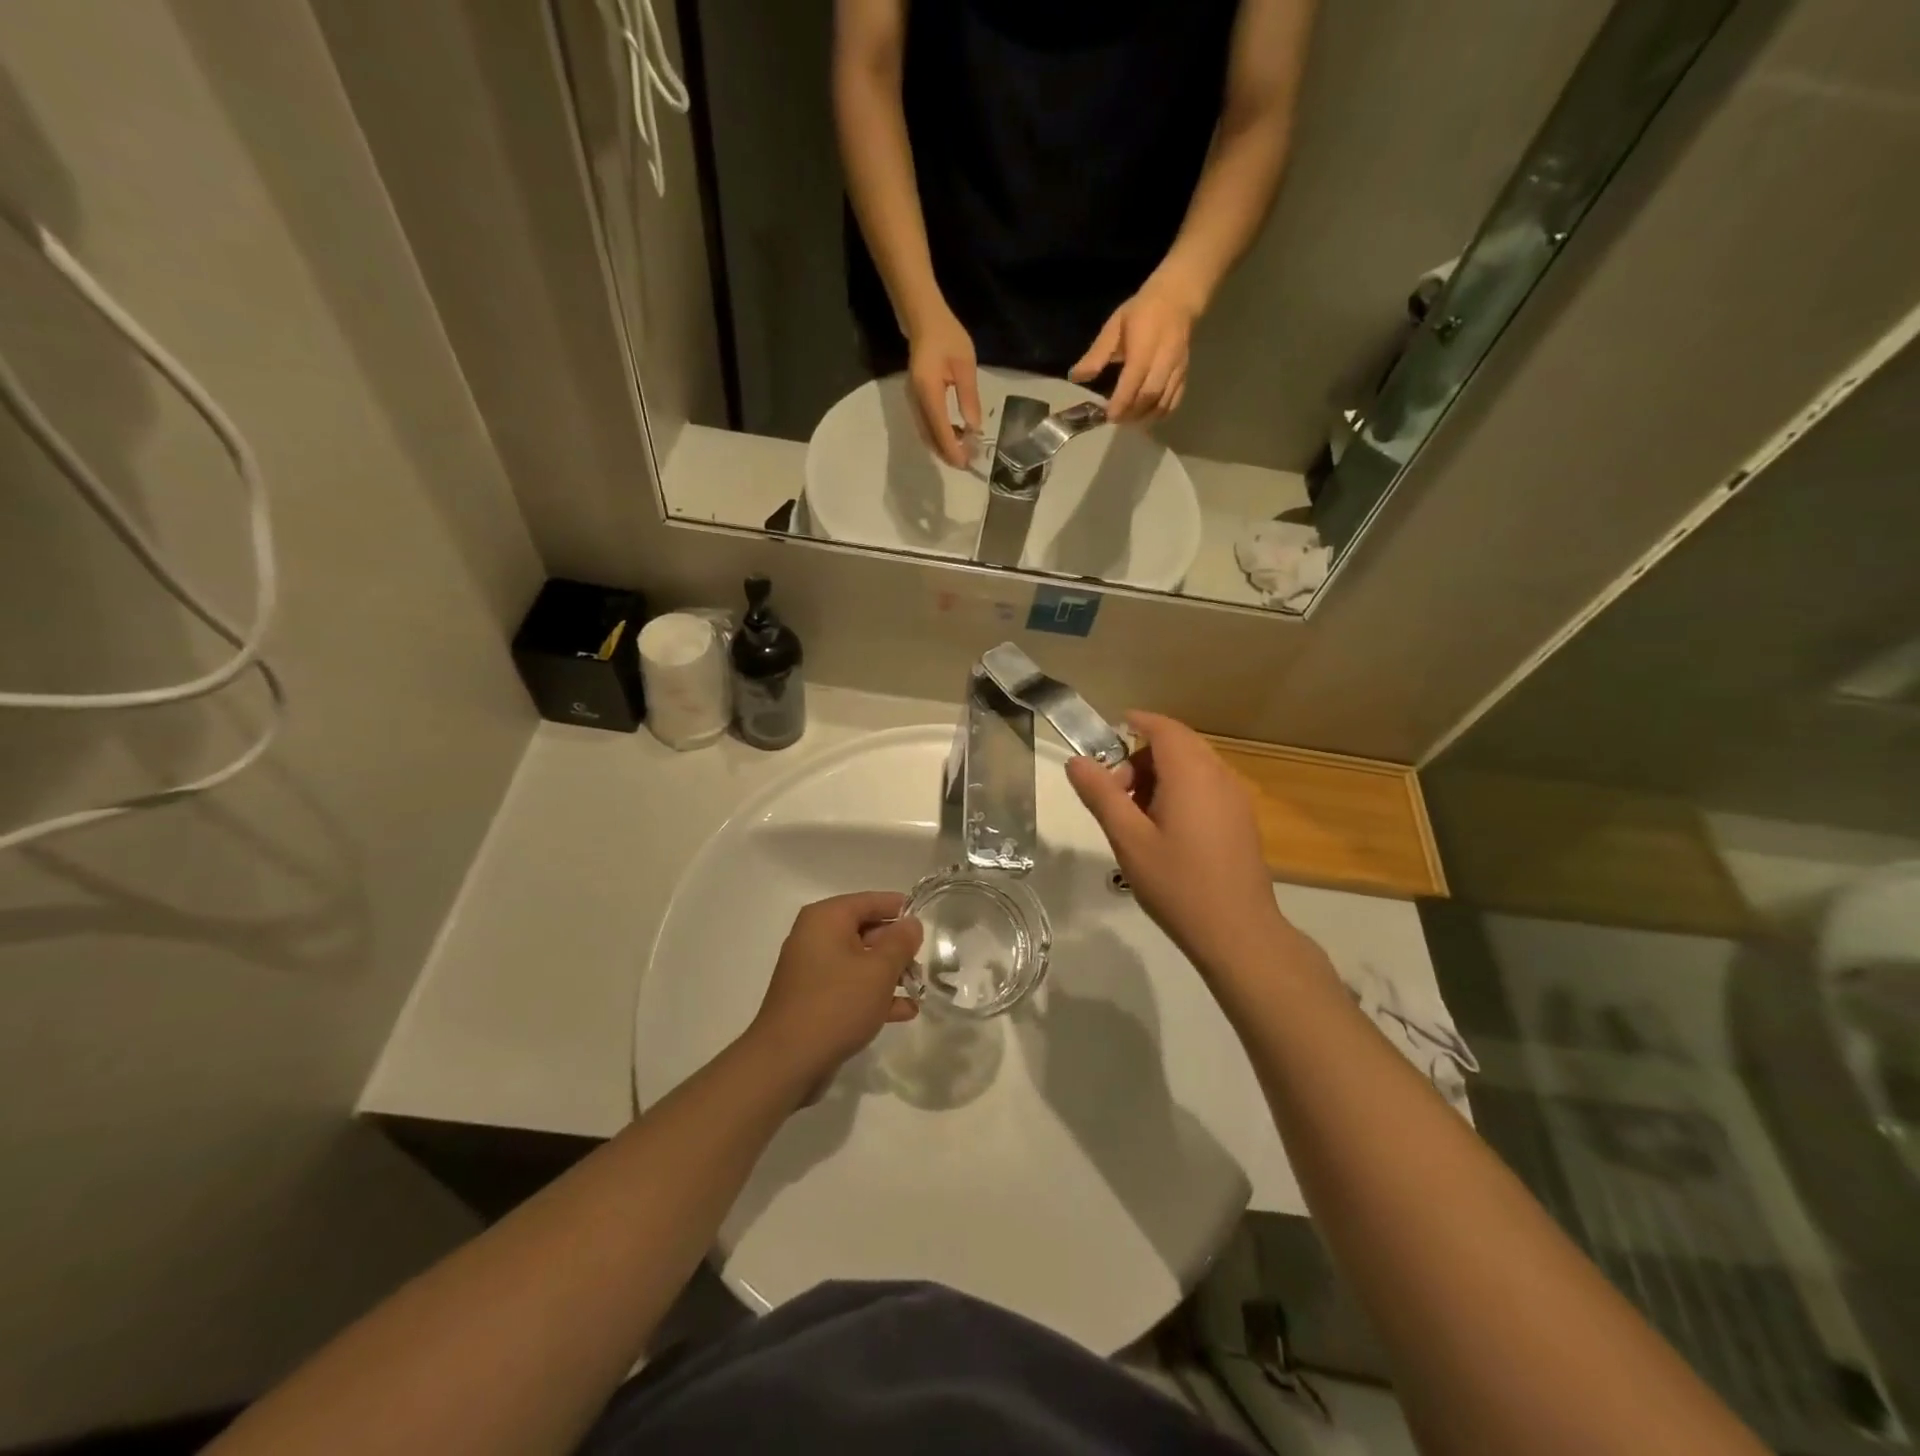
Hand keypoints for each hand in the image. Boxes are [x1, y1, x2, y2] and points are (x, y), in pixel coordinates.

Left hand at [747, 892, 922, 1092]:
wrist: (786, 1062)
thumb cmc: (836, 1004)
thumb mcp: (879, 970)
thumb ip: (901, 942)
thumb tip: (912, 923)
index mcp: (826, 919)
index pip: (870, 901)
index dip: (900, 909)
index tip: (927, 922)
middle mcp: (815, 937)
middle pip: (865, 930)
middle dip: (897, 947)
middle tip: (926, 961)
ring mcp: (812, 969)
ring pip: (860, 961)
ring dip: (889, 973)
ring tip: (919, 988)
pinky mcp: (813, 999)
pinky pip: (850, 986)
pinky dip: (873, 994)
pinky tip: (903, 1011)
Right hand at [905, 303, 980, 466]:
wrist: (924, 320)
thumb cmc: (948, 337)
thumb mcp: (965, 365)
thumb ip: (969, 398)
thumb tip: (974, 429)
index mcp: (928, 391)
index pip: (940, 429)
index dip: (952, 449)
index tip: (966, 463)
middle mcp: (916, 400)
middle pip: (929, 437)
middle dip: (947, 453)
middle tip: (968, 462)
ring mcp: (913, 401)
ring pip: (926, 434)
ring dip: (943, 447)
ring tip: (963, 452)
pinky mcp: (915, 400)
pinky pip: (925, 426)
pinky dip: (939, 437)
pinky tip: (954, 437)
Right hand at [1065, 712, 1287, 977]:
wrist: (1237, 932)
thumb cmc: (1177, 883)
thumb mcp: (1128, 838)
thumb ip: (1100, 794)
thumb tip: (1076, 761)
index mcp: (1191, 773)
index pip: (1163, 728)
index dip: (1135, 723)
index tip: (1107, 737)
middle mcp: (1219, 775)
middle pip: (1177, 745)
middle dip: (1141, 758)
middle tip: (1114, 794)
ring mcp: (1235, 798)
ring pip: (1193, 766)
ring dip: (1160, 776)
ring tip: (1135, 817)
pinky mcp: (1242, 820)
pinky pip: (1207, 786)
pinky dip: (1180, 791)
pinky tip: (1164, 831)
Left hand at [1070, 271, 1200, 422]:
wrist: (1178, 298)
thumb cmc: (1141, 312)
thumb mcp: (1114, 327)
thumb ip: (1096, 355)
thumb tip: (1075, 377)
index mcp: (1144, 348)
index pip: (1133, 382)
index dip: (1120, 403)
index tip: (1107, 415)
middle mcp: (1163, 361)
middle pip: (1149, 396)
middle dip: (1130, 413)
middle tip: (1114, 419)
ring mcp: (1177, 369)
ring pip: (1163, 402)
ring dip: (1144, 417)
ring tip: (1128, 420)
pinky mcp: (1184, 374)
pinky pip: (1174, 401)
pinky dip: (1160, 414)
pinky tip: (1146, 416)